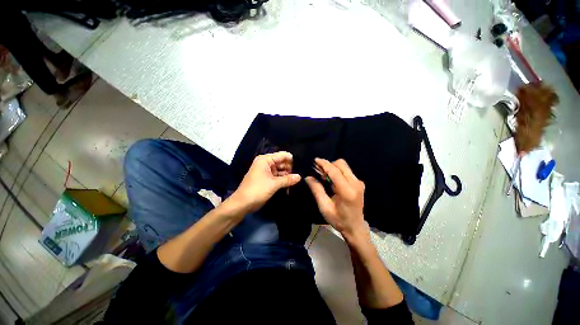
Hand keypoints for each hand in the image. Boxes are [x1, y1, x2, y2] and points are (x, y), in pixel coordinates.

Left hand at [230, 151, 300, 213]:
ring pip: (280, 170)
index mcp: (265, 160)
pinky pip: (277, 176)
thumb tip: (300, 176)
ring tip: (298, 180)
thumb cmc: (257, 190)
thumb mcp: (274, 184)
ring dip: (288, 175)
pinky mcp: (267, 179)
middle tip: (301, 174)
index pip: (282, 155)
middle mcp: (266, 163)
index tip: (301, 165)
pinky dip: (283, 180)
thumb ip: (288, 179)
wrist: (243, 203)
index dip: (291, 160)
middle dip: (290, 168)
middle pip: (281, 162)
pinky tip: (291, 184)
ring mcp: (266, 171)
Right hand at [306, 158, 366, 241]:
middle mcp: (355, 183)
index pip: (334, 171)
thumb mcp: (324, 206)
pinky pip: (347, 171)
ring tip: (324, 176)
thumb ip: (317, 190)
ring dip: (333, 167)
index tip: (315, 160)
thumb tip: (308, 177)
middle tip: (319, 171)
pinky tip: (332, 180)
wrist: (355, 227)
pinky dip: (338, 171)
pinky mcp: (359, 183)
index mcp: (346, 190)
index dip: (324, 163)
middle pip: (341, 164)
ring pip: (344, 166)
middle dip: (329, 165)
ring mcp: (359, 183)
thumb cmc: (338, 219)